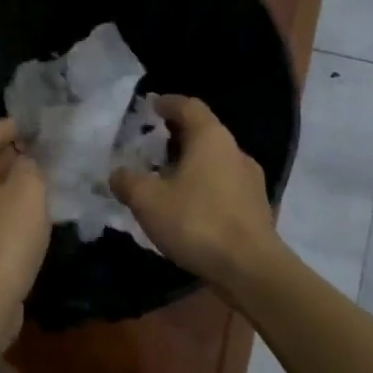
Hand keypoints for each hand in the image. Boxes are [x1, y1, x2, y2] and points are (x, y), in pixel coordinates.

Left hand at [0, 117, 49, 328]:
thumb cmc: (3, 237)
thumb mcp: (27, 190)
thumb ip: (29, 166)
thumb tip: (24, 162)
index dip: (5, 129)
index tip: (27, 124)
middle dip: (4, 158)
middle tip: (33, 151)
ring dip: (3, 188)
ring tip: (33, 182)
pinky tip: (23, 219)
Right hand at [110, 96, 282, 291]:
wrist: (250, 269)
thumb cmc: (197, 222)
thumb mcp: (148, 201)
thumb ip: (127, 182)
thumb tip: (117, 174)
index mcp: (211, 138)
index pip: (189, 106)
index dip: (168, 103)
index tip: (151, 105)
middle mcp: (235, 151)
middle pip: (204, 131)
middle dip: (177, 134)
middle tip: (152, 144)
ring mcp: (250, 179)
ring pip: (215, 159)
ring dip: (191, 162)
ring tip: (167, 177)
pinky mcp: (255, 206)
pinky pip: (224, 183)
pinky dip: (204, 184)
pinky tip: (189, 205)